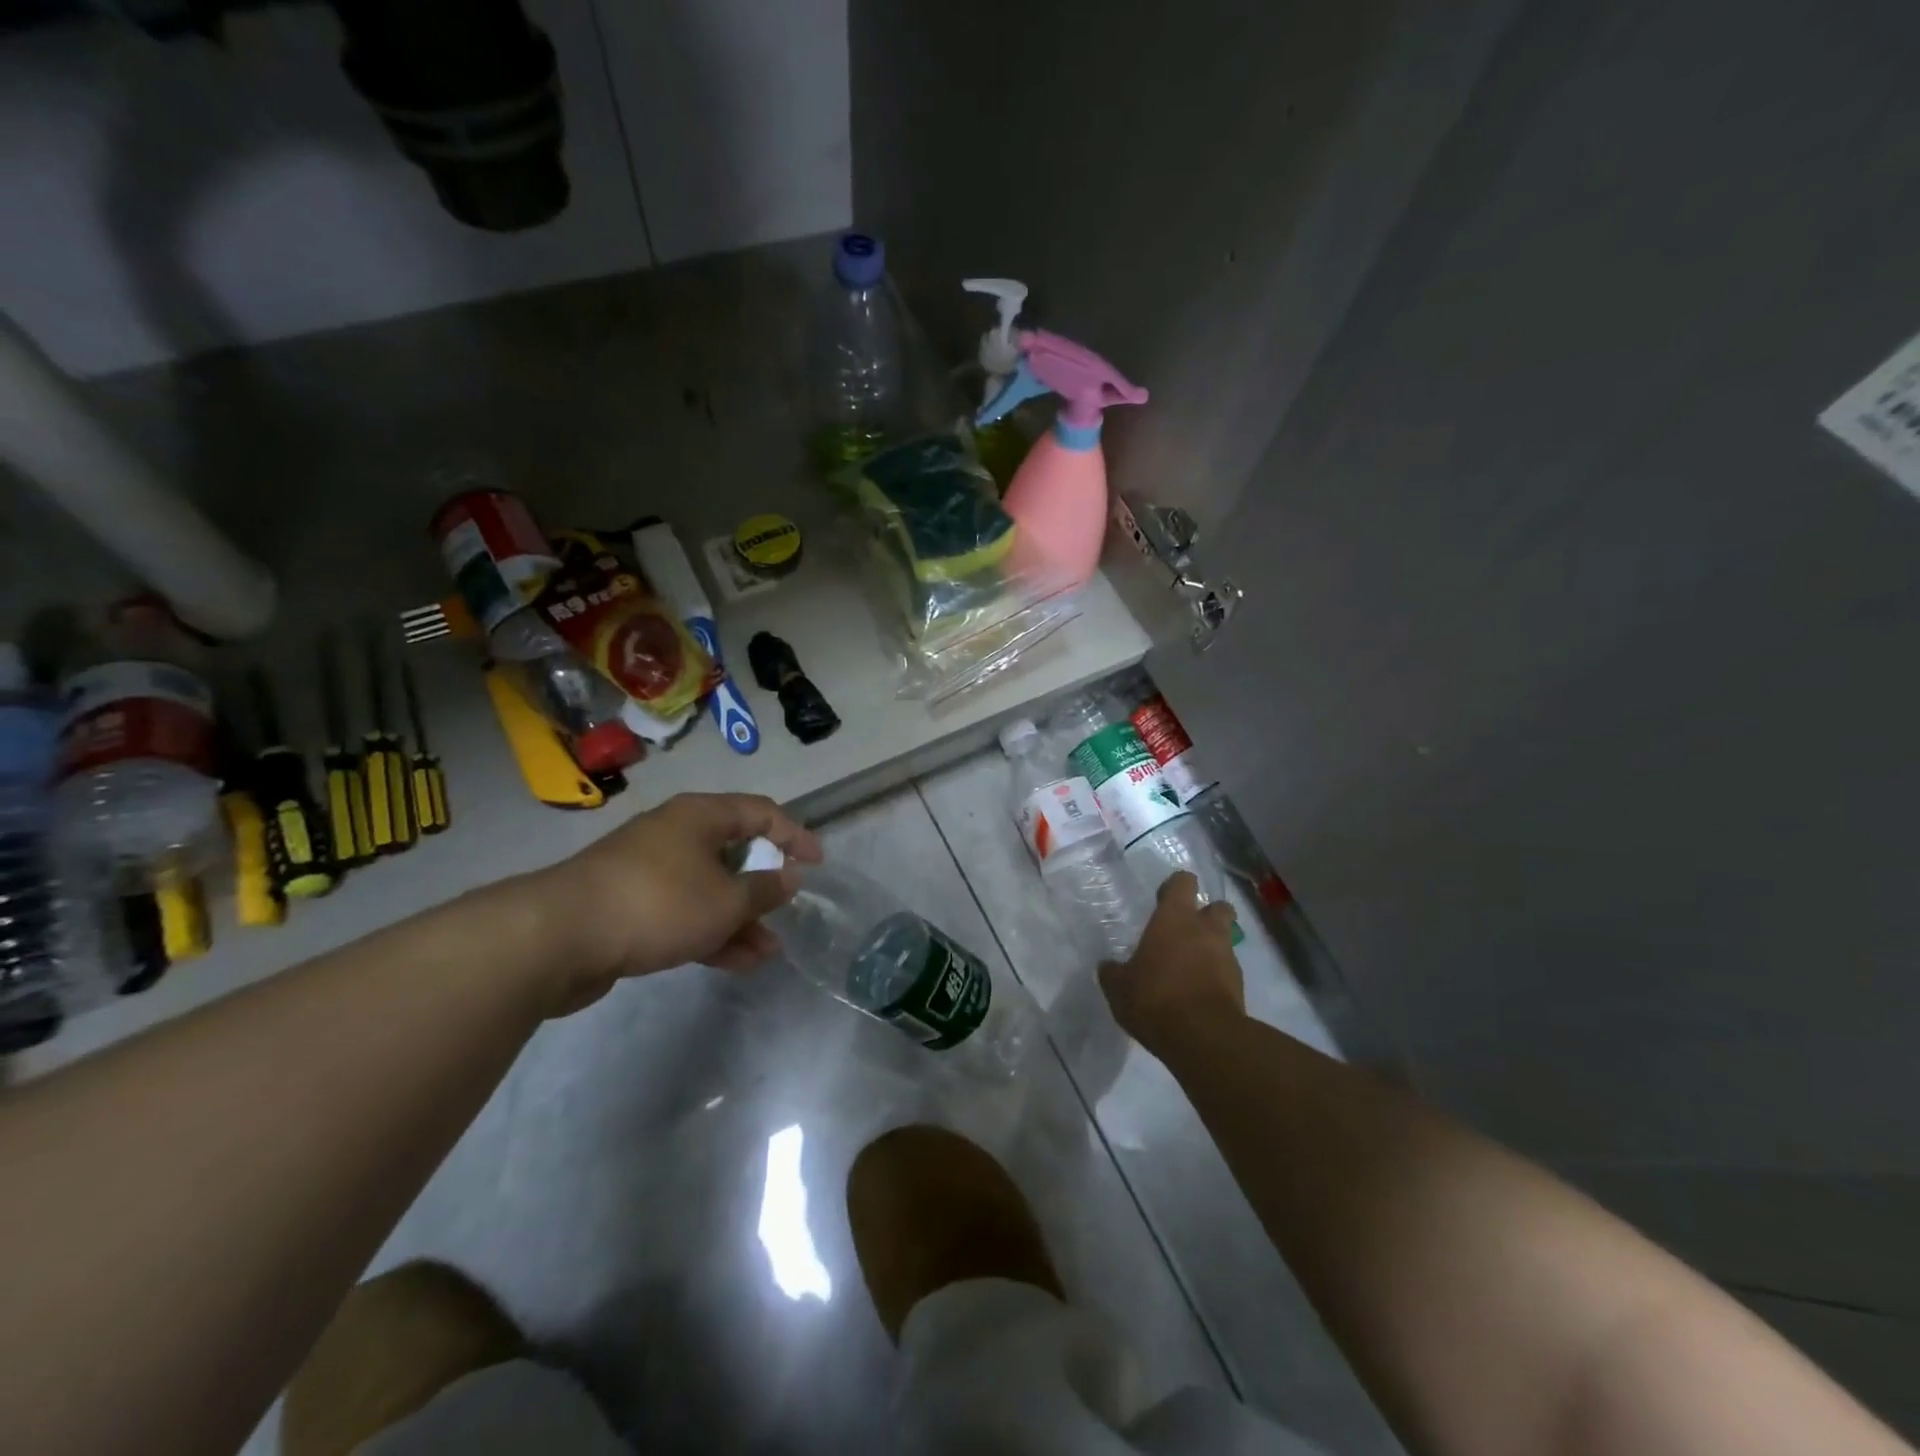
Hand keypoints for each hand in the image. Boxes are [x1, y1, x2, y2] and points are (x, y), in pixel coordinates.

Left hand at [524, 793, 821, 1016]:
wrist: (558, 937)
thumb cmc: (658, 903)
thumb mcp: (725, 900)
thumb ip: (764, 889)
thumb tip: (789, 876)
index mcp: (700, 816)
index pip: (761, 813)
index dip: (795, 835)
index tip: (817, 863)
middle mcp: (676, 834)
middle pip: (733, 853)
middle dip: (763, 887)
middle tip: (786, 911)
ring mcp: (649, 871)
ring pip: (709, 890)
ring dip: (739, 920)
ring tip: (767, 953)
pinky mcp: (630, 906)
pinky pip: (683, 913)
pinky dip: (709, 933)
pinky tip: (735, 963)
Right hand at [1099, 872, 1243, 1050]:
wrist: (1204, 1038)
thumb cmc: (1155, 999)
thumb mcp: (1119, 987)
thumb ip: (1114, 972)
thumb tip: (1108, 967)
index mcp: (1175, 918)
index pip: (1183, 882)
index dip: (1174, 888)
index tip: (1162, 900)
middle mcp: (1206, 929)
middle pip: (1218, 906)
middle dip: (1206, 914)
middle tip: (1185, 931)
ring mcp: (1227, 957)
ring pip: (1225, 939)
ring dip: (1211, 947)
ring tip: (1188, 968)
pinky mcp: (1240, 986)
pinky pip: (1227, 970)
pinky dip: (1216, 976)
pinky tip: (1197, 993)